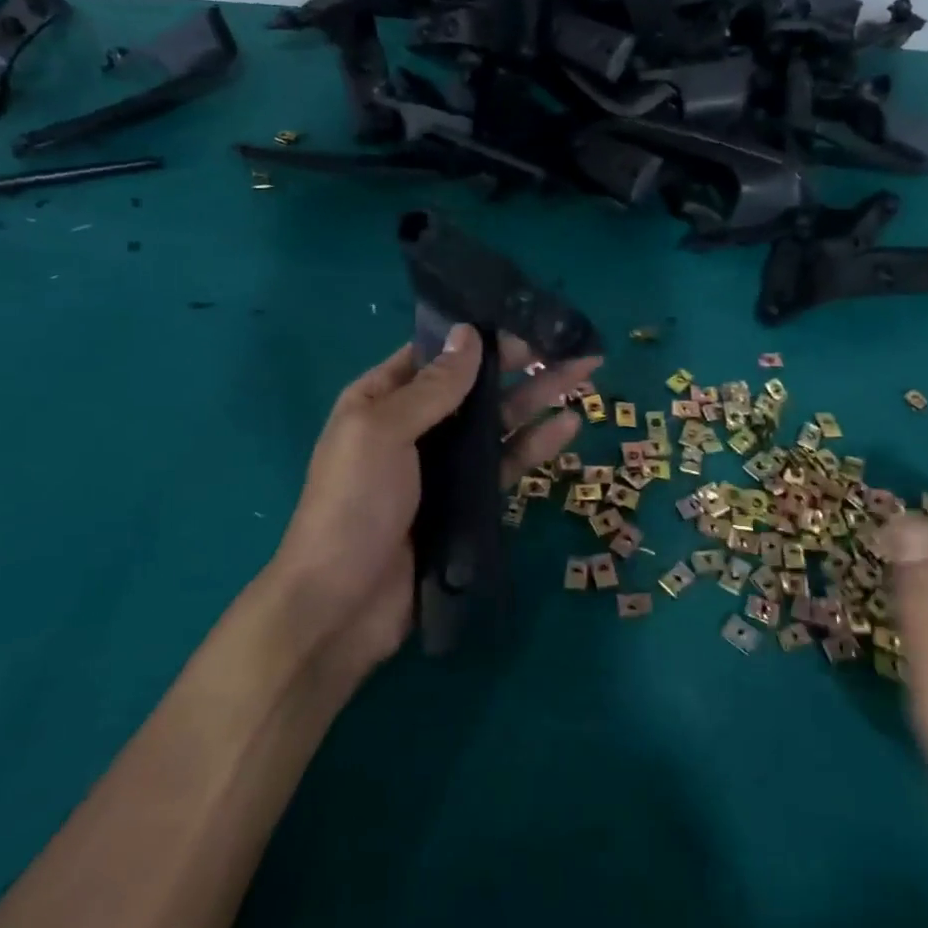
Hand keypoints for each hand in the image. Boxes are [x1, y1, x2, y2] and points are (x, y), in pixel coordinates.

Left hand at [272, 325, 600, 683]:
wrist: (342, 604)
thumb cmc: (353, 504)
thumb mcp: (383, 432)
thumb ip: (433, 386)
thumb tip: (469, 333)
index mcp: (382, 399)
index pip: (438, 355)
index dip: (481, 337)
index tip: (527, 322)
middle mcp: (415, 425)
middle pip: (477, 385)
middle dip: (523, 364)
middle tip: (572, 346)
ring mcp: (443, 465)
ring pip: (498, 422)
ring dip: (539, 398)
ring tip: (585, 374)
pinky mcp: (467, 501)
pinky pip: (506, 463)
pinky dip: (536, 443)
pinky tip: (569, 425)